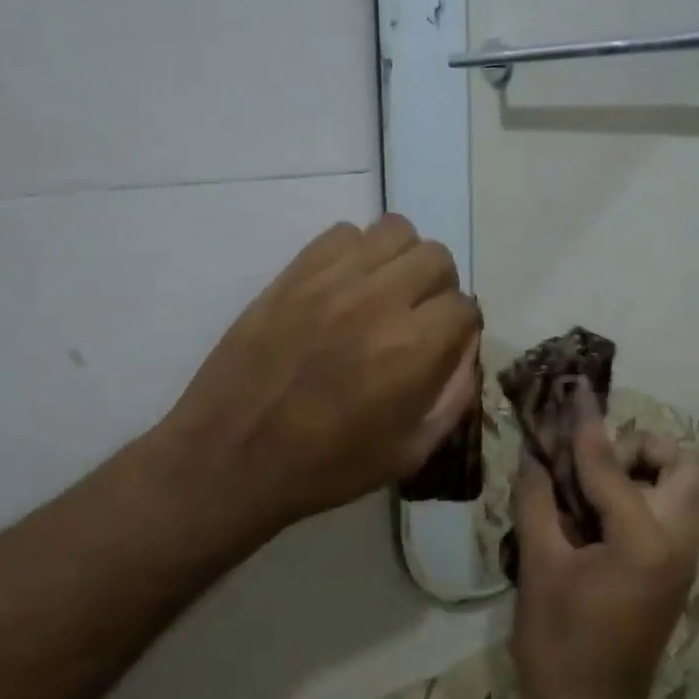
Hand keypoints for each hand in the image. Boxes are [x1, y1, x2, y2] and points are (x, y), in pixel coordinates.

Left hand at [143, 215, 479, 553]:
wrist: (231, 459)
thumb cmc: (325, 467)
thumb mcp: (408, 453)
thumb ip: (452, 399)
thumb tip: (467, 355)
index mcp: (412, 350)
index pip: (464, 306)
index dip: (462, 328)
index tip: (446, 345)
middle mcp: (378, 301)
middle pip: (436, 258)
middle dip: (439, 287)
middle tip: (419, 317)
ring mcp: (331, 281)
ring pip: (394, 231)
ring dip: (402, 260)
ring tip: (386, 292)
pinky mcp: (293, 274)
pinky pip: (342, 233)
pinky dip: (356, 252)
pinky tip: (345, 287)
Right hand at [511, 384, 698, 698]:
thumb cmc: (559, 644)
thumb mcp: (539, 566)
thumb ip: (538, 501)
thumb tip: (535, 457)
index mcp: (644, 539)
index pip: (612, 465)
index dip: (586, 428)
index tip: (574, 393)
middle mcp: (678, 541)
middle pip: (687, 464)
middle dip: (644, 448)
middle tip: (597, 462)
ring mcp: (685, 558)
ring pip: (690, 488)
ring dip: (651, 470)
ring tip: (599, 485)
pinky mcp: (678, 571)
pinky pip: (678, 512)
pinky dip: (650, 494)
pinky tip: (603, 511)